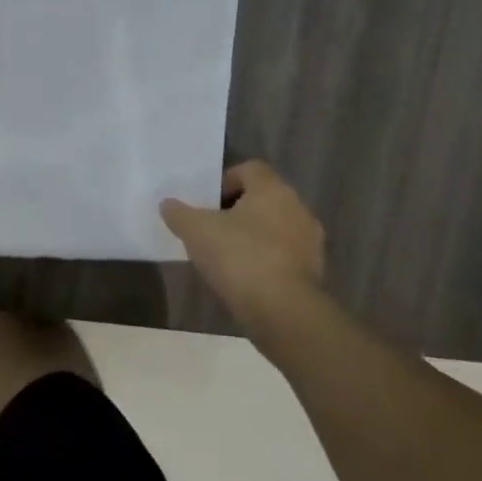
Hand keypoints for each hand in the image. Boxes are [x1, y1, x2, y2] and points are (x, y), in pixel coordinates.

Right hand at [161, 162, 326, 343]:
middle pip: (262, 199)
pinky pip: (283, 255)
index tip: (207, 204)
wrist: (282, 311)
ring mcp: (310, 241)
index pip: (250, 169)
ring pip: (274, 227)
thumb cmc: (239, 257)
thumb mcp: (196, 231)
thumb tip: (168, 204)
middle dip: (236, 211)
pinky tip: (244, 277)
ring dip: (252, 236)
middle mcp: (297, 208)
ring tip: (225, 256)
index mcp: (273, 190)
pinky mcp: (313, 271)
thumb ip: (179, 213)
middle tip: (211, 229)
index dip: (225, 181)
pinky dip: (264, 260)